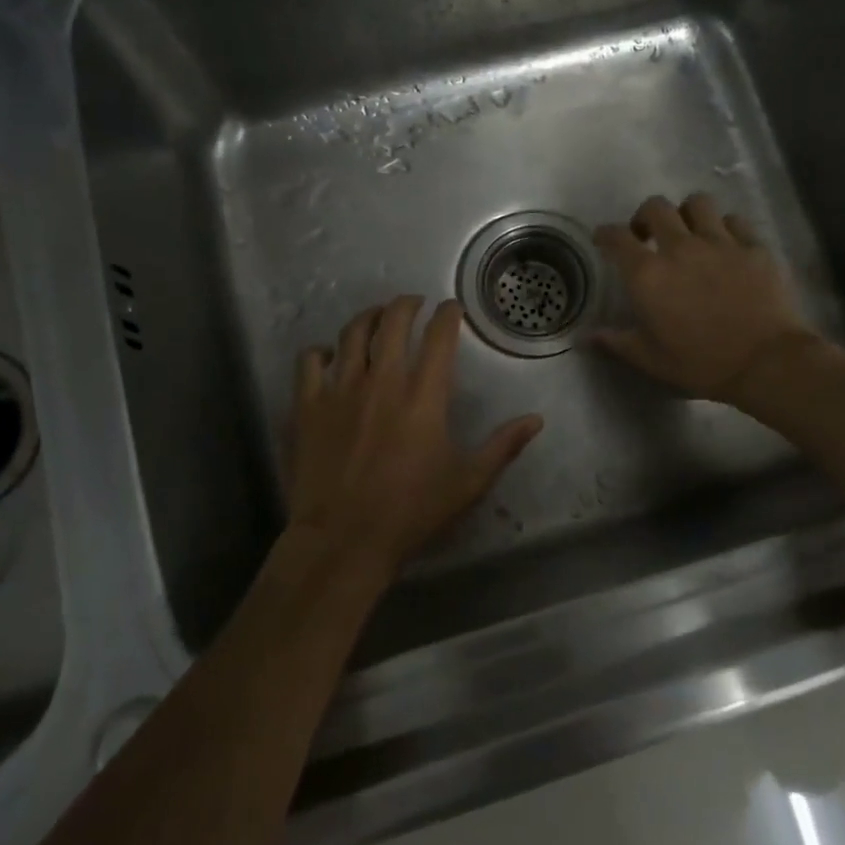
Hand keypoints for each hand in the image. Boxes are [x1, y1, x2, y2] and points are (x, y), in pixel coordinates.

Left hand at [286, 296, 542, 577]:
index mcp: (424, 395)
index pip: (439, 336)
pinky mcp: (308, 406)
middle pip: (393, 321)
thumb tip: (536, 420)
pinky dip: (322, 351)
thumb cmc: (411, 511)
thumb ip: (503, 446)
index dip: (448, 315)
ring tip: (377, 315)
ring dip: (369, 317)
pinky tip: (330, 356)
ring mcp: (341, 389)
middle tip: (414, 304)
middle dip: (407, 304)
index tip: (451, 309)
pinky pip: (310, 361)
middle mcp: (382, 380)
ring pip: (352, 333)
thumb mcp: (469, 482)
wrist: (344, 540)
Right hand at [593, 193, 820, 405]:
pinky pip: (735, 221)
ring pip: (698, 203)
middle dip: (645, 216)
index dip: (605, 234)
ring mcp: (721, 242)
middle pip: (656, 208)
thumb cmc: (701, 363)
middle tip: (647, 235)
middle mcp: (680, 247)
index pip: (617, 237)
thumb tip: (586, 337)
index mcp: (648, 274)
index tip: (603, 238)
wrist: (765, 362)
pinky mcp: (754, 246)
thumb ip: (616, 342)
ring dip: (687, 213)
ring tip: (690, 232)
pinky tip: (727, 244)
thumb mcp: (651, 359)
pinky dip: (725, 228)